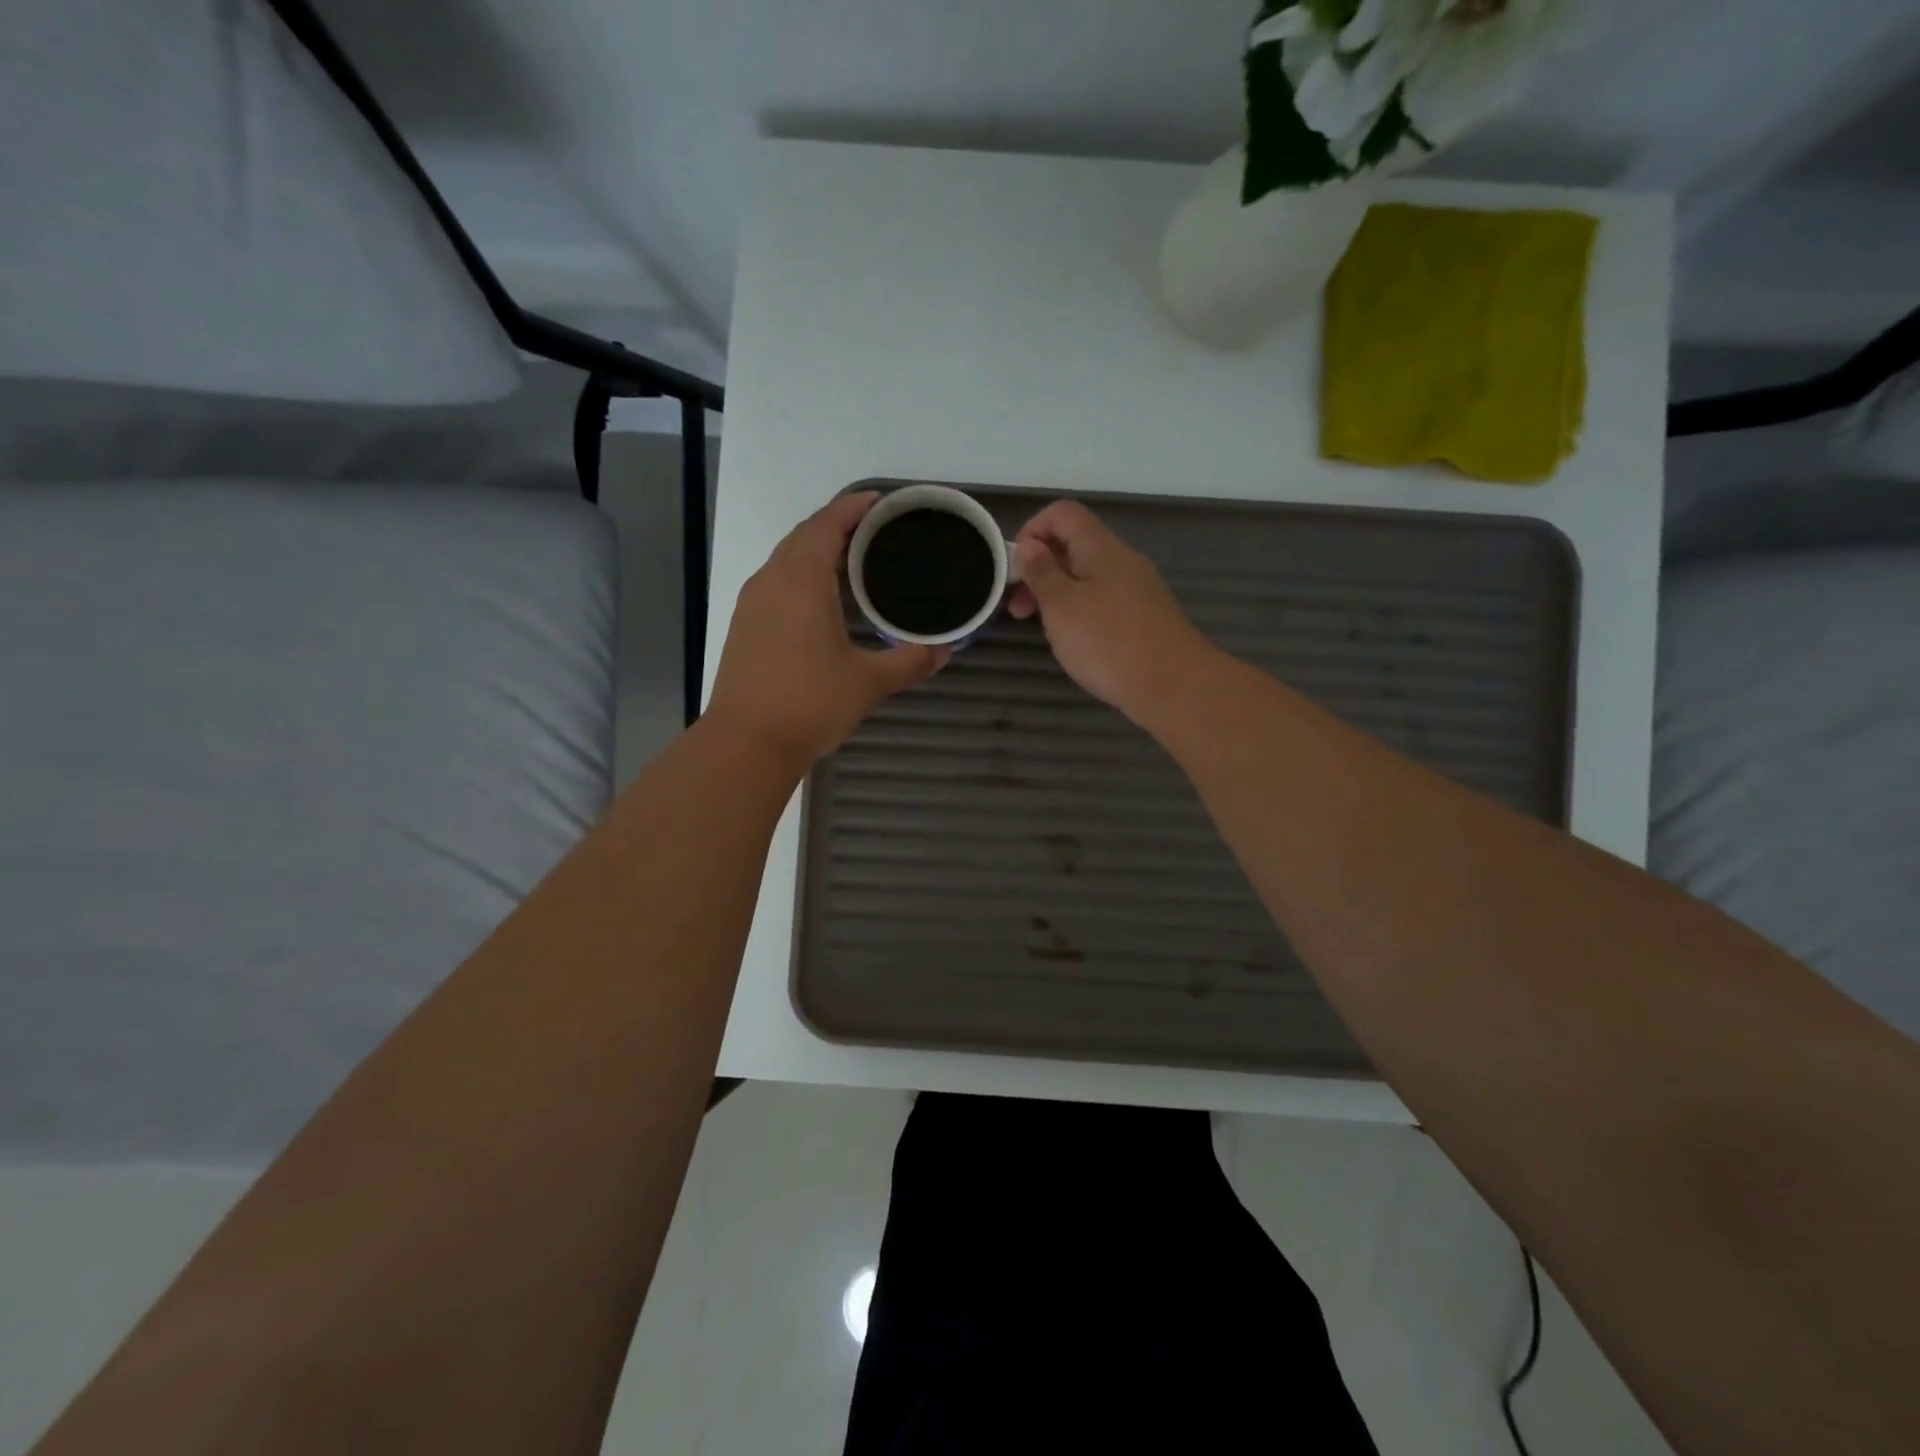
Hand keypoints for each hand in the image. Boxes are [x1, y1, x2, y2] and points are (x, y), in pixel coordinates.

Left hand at [707, 491, 947, 770]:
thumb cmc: (809, 703)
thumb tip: (944, 651)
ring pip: (787, 560)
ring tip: (856, 563)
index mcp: (802, 580)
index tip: (881, 502)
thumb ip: (909, 661)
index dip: (854, 507)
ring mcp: (752, 603)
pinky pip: (777, 583)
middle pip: (804, 536)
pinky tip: (825, 602)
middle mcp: (772, 580)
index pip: (828, 524)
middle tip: (877, 532)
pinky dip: (803, 577)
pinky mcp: (745, 626)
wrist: (746, 743)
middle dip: (838, 526)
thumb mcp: (868, 682)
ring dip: (818, 551)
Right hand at [1007, 500, 1214, 723]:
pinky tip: (1073, 642)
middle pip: (1073, 545)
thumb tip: (1030, 546)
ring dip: (1056, 595)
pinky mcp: (1142, 617)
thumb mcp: (1062, 606)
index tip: (1015, 569)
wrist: (1174, 686)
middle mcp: (1121, 561)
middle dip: (1039, 570)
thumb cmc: (1109, 642)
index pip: (1062, 514)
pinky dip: (1078, 612)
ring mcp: (1136, 590)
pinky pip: (1102, 600)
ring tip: (1041, 629)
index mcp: (1101, 548)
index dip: (1032, 531)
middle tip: (1018, 609)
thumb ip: (1042, 573)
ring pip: (1086, 577)